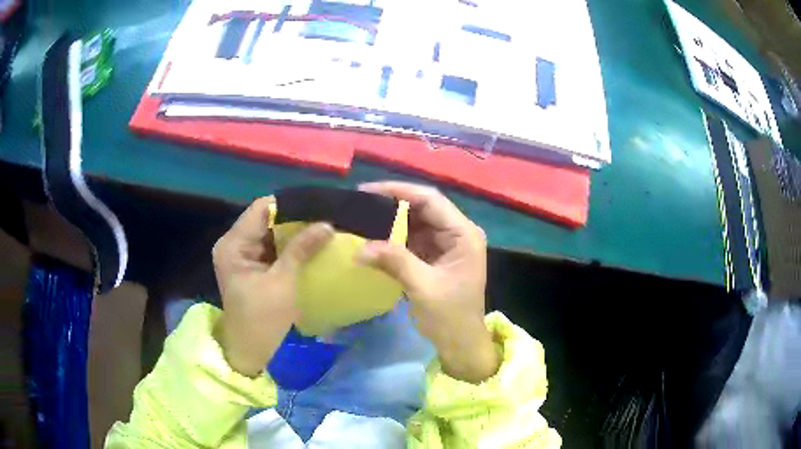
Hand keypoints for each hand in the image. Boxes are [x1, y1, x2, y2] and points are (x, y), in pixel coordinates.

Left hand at [212, 197, 333, 376]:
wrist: (250, 351)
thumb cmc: (262, 318)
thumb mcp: (283, 282)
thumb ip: (302, 249)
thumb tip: (327, 224)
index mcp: (233, 243)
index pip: (261, 208)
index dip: (289, 205)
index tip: (317, 206)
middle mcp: (234, 243)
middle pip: (265, 219)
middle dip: (294, 219)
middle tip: (325, 217)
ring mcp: (241, 256)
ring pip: (270, 233)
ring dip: (293, 233)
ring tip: (322, 228)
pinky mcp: (250, 267)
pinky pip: (271, 248)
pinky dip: (288, 247)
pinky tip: (310, 245)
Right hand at [358, 182, 498, 383]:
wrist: (461, 344)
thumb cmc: (450, 317)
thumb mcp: (423, 287)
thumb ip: (395, 262)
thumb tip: (359, 247)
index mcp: (464, 235)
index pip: (431, 200)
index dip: (400, 191)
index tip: (368, 191)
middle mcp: (458, 233)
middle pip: (423, 208)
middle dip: (392, 205)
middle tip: (360, 203)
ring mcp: (447, 244)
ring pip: (417, 222)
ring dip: (392, 221)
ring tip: (362, 216)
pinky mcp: (436, 256)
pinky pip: (413, 239)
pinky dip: (395, 237)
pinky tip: (374, 236)